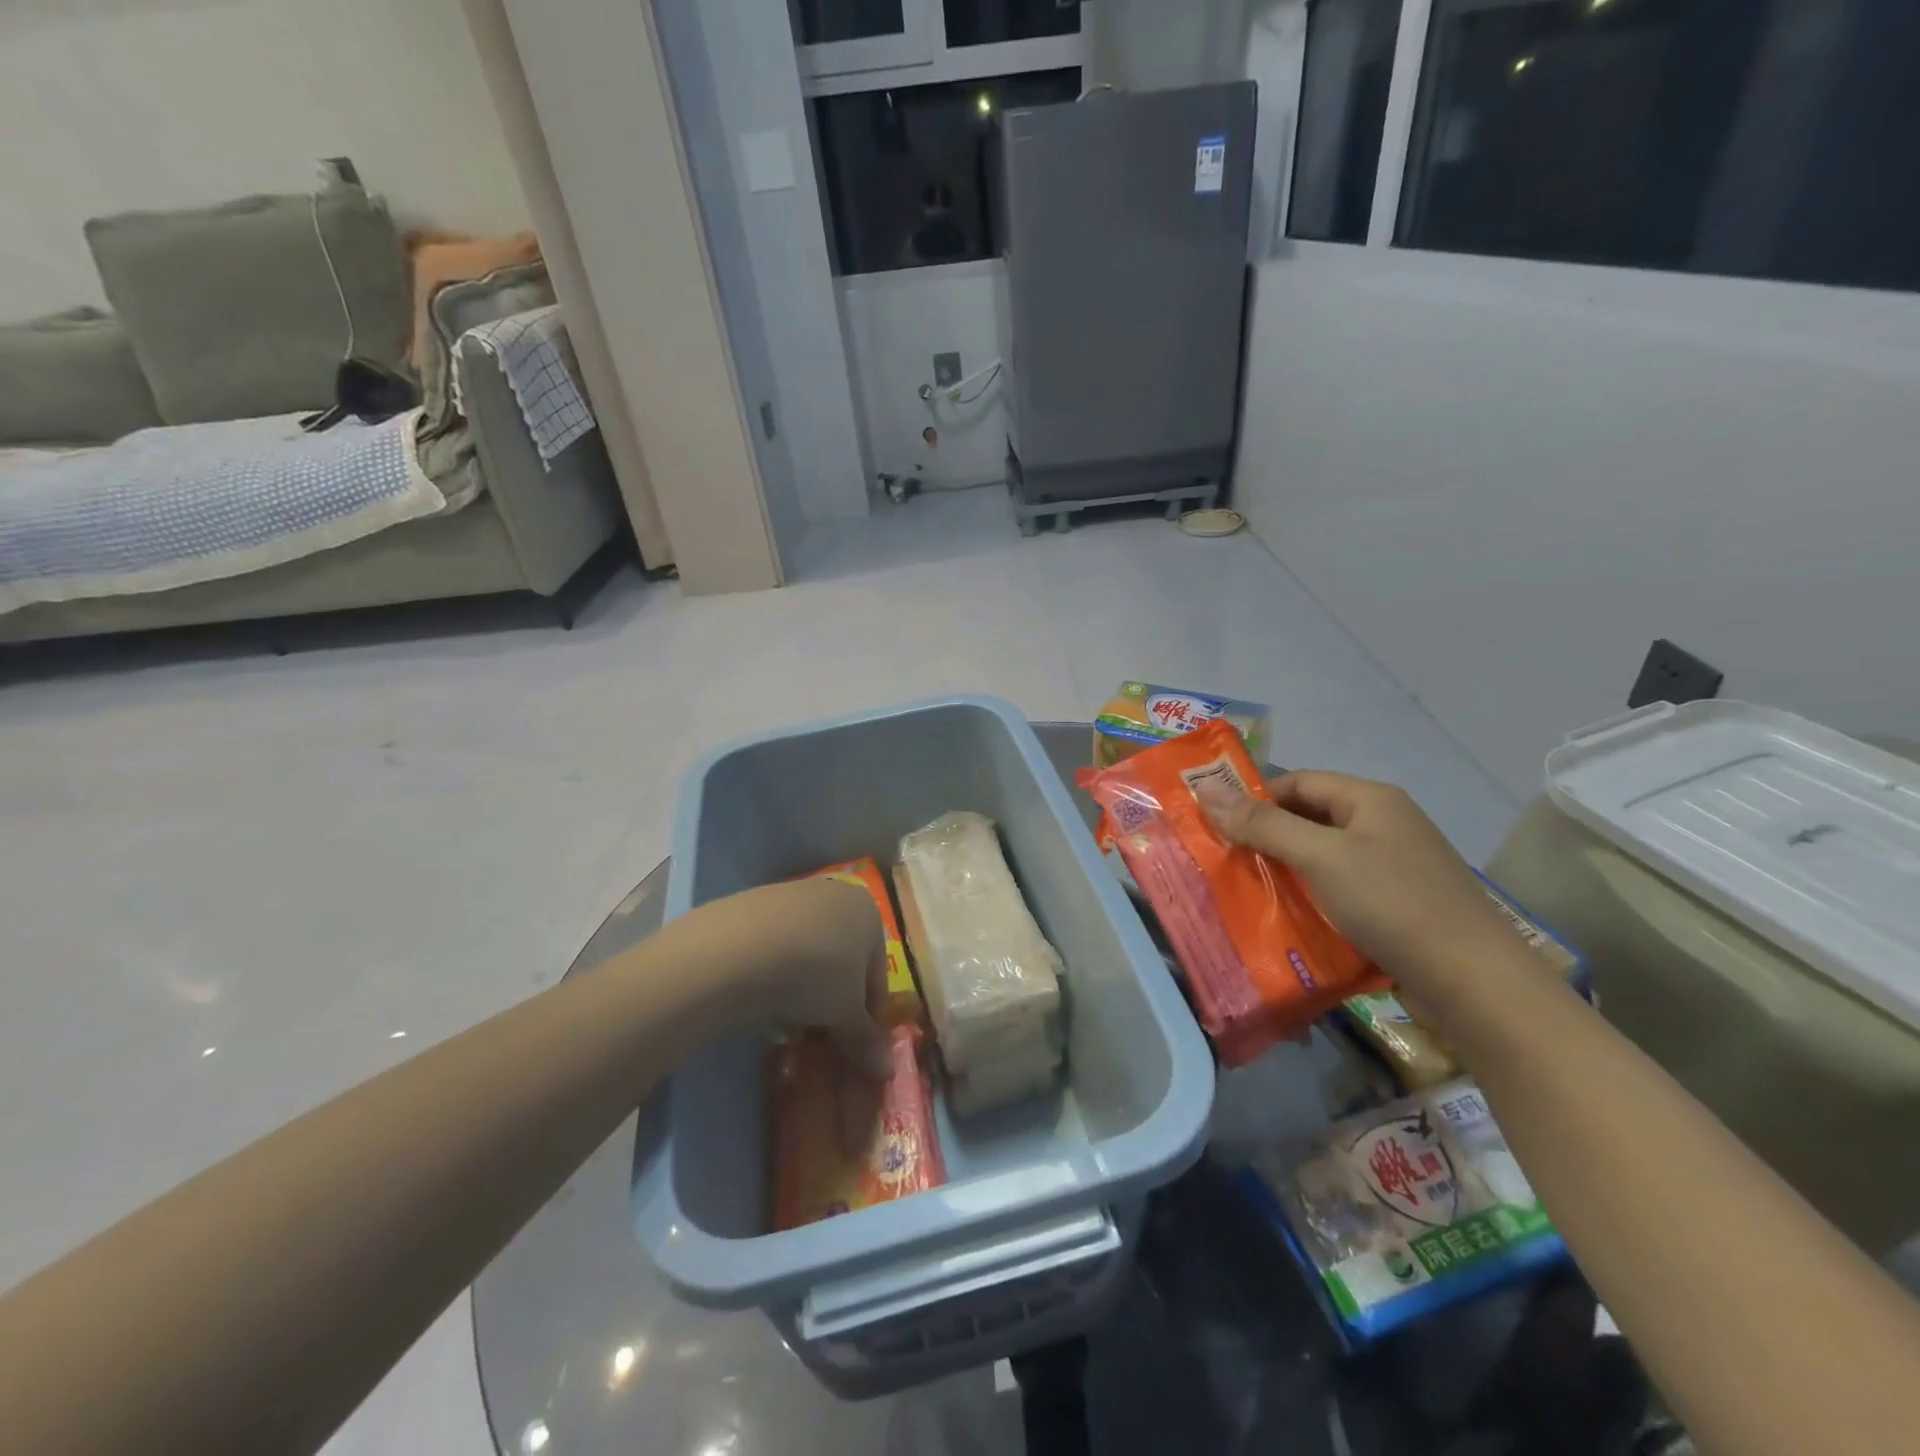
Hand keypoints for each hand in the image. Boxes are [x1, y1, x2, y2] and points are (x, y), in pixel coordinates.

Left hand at [737, 879, 892, 1078]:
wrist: (741, 947)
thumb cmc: (816, 973)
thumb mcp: (847, 1013)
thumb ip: (866, 1038)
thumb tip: (887, 1070)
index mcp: (869, 911)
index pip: (878, 973)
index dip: (870, 1014)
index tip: (858, 1045)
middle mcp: (836, 894)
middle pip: (843, 958)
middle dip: (835, 999)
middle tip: (822, 1036)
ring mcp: (793, 895)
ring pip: (809, 951)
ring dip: (805, 987)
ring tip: (789, 1024)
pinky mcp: (754, 903)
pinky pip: (776, 945)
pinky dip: (775, 972)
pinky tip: (763, 999)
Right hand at [1198, 771, 1516, 992]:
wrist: (1475, 983)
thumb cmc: (1392, 903)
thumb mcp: (1320, 857)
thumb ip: (1263, 824)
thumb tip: (1206, 789)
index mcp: (1371, 799)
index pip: (1298, 782)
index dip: (1255, 797)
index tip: (1216, 825)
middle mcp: (1385, 824)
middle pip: (1310, 817)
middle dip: (1266, 835)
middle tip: (1223, 858)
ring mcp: (1395, 865)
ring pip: (1324, 855)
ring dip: (1286, 868)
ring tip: (1245, 888)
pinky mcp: (1398, 903)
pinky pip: (1341, 887)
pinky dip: (1311, 895)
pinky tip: (1289, 916)